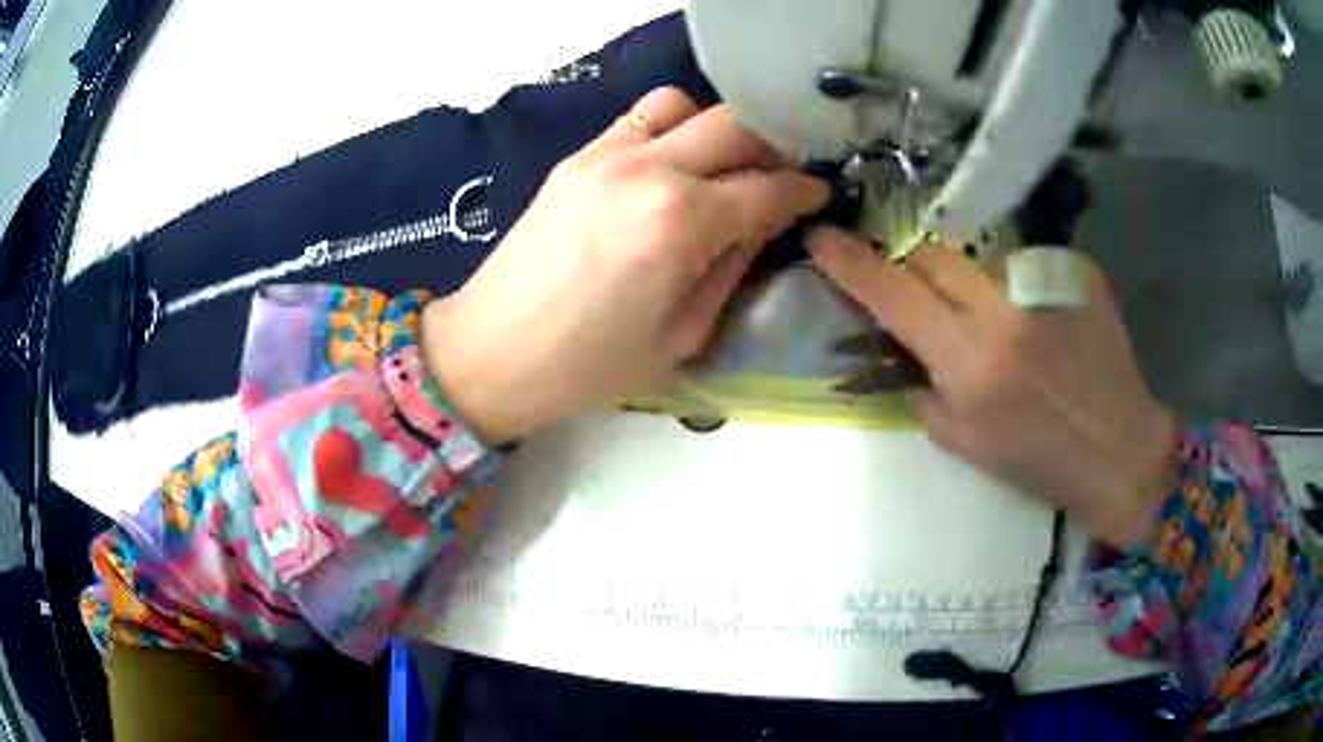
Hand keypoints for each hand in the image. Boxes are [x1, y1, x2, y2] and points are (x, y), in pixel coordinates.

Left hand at [422, 88, 828, 443]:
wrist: (492, 352)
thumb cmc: (588, 367)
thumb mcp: (682, 335)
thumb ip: (732, 268)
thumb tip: (763, 226)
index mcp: (681, 223)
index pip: (768, 187)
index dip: (804, 190)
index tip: (820, 194)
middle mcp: (649, 170)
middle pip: (736, 125)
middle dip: (773, 146)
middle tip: (782, 176)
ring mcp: (607, 154)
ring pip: (685, 104)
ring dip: (716, 128)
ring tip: (723, 165)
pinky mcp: (577, 156)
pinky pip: (638, 119)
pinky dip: (670, 129)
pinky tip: (672, 164)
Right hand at [808, 227, 1178, 547]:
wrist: (1118, 451)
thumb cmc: (1038, 461)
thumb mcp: (964, 443)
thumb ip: (921, 390)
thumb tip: (898, 349)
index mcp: (969, 362)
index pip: (892, 293)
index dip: (850, 262)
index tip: (822, 237)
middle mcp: (1003, 312)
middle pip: (932, 255)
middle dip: (915, 269)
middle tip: (926, 297)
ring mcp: (1045, 285)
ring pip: (981, 259)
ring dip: (975, 284)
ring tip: (1005, 325)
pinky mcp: (1076, 273)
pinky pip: (1026, 265)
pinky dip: (1020, 289)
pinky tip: (1044, 323)